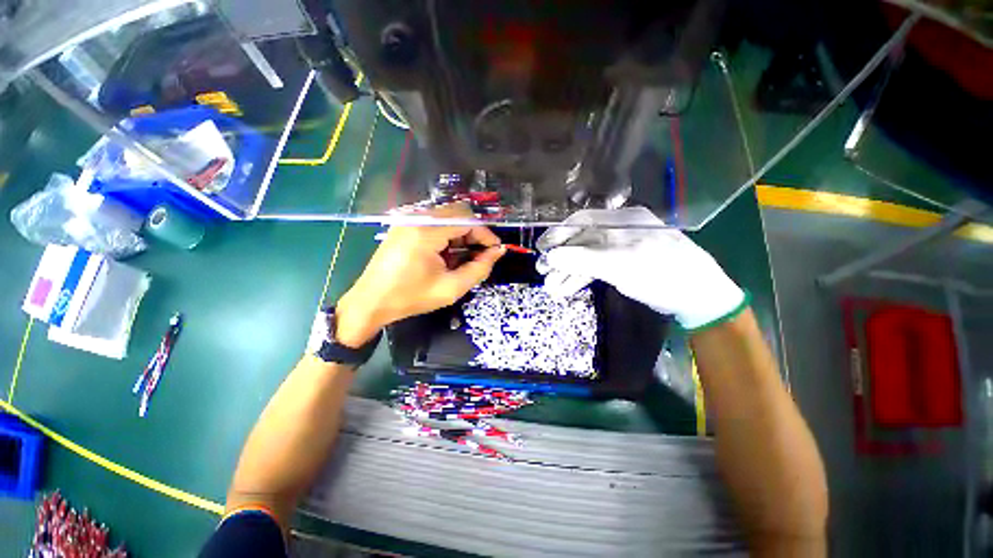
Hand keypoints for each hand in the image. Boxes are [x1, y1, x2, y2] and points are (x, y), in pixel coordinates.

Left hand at [335, 204, 504, 346]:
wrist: (371, 302)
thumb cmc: (411, 298)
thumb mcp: (451, 288)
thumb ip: (479, 268)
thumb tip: (498, 251)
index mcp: (426, 232)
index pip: (466, 219)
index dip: (485, 233)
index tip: (495, 250)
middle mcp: (416, 219)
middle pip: (457, 214)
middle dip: (474, 234)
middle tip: (481, 256)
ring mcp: (408, 221)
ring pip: (447, 218)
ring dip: (461, 236)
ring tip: (464, 259)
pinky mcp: (404, 226)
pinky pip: (434, 224)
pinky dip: (447, 237)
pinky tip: (448, 256)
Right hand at [536, 206, 745, 330]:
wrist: (698, 297)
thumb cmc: (662, 274)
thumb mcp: (620, 265)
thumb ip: (583, 260)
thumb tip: (550, 258)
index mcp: (622, 221)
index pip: (583, 222)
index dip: (559, 234)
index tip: (541, 248)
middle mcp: (620, 231)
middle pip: (582, 241)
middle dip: (561, 258)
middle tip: (542, 272)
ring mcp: (622, 249)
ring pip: (588, 257)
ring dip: (568, 272)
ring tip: (552, 288)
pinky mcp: (624, 265)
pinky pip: (597, 268)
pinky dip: (581, 278)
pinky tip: (567, 288)